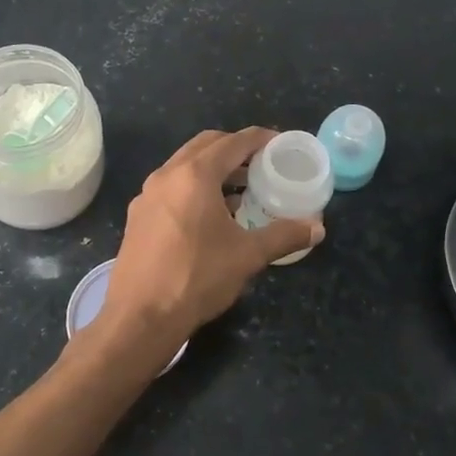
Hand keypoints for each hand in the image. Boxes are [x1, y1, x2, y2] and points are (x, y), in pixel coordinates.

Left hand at [102, 128, 323, 341]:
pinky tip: (210, 215)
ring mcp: (147, 195)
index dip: (259, 139)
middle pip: (205, 146)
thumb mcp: (248, 256)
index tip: (279, 143)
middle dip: (235, 148)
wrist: (140, 317)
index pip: (233, 142)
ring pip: (185, 166)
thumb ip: (284, 236)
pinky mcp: (138, 216)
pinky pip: (171, 187)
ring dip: (213, 168)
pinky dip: (194, 187)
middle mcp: (167, 175)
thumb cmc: (197, 278)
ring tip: (240, 189)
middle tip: (261, 163)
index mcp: (194, 175)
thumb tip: (317, 228)